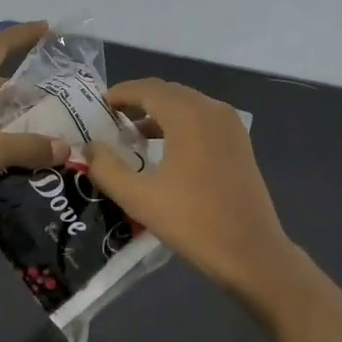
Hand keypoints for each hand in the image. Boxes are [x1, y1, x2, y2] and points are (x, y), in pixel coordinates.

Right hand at [86, 77, 298, 298]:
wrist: (251, 253)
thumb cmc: (193, 222)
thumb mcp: (139, 198)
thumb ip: (106, 168)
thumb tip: (90, 147)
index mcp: (188, 115)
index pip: (147, 89)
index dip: (120, 93)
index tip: (97, 106)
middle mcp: (212, 110)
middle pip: (168, 93)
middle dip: (138, 101)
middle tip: (110, 120)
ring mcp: (230, 125)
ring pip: (186, 105)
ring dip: (159, 113)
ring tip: (131, 136)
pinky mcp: (239, 143)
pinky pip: (202, 120)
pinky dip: (179, 124)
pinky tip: (163, 149)